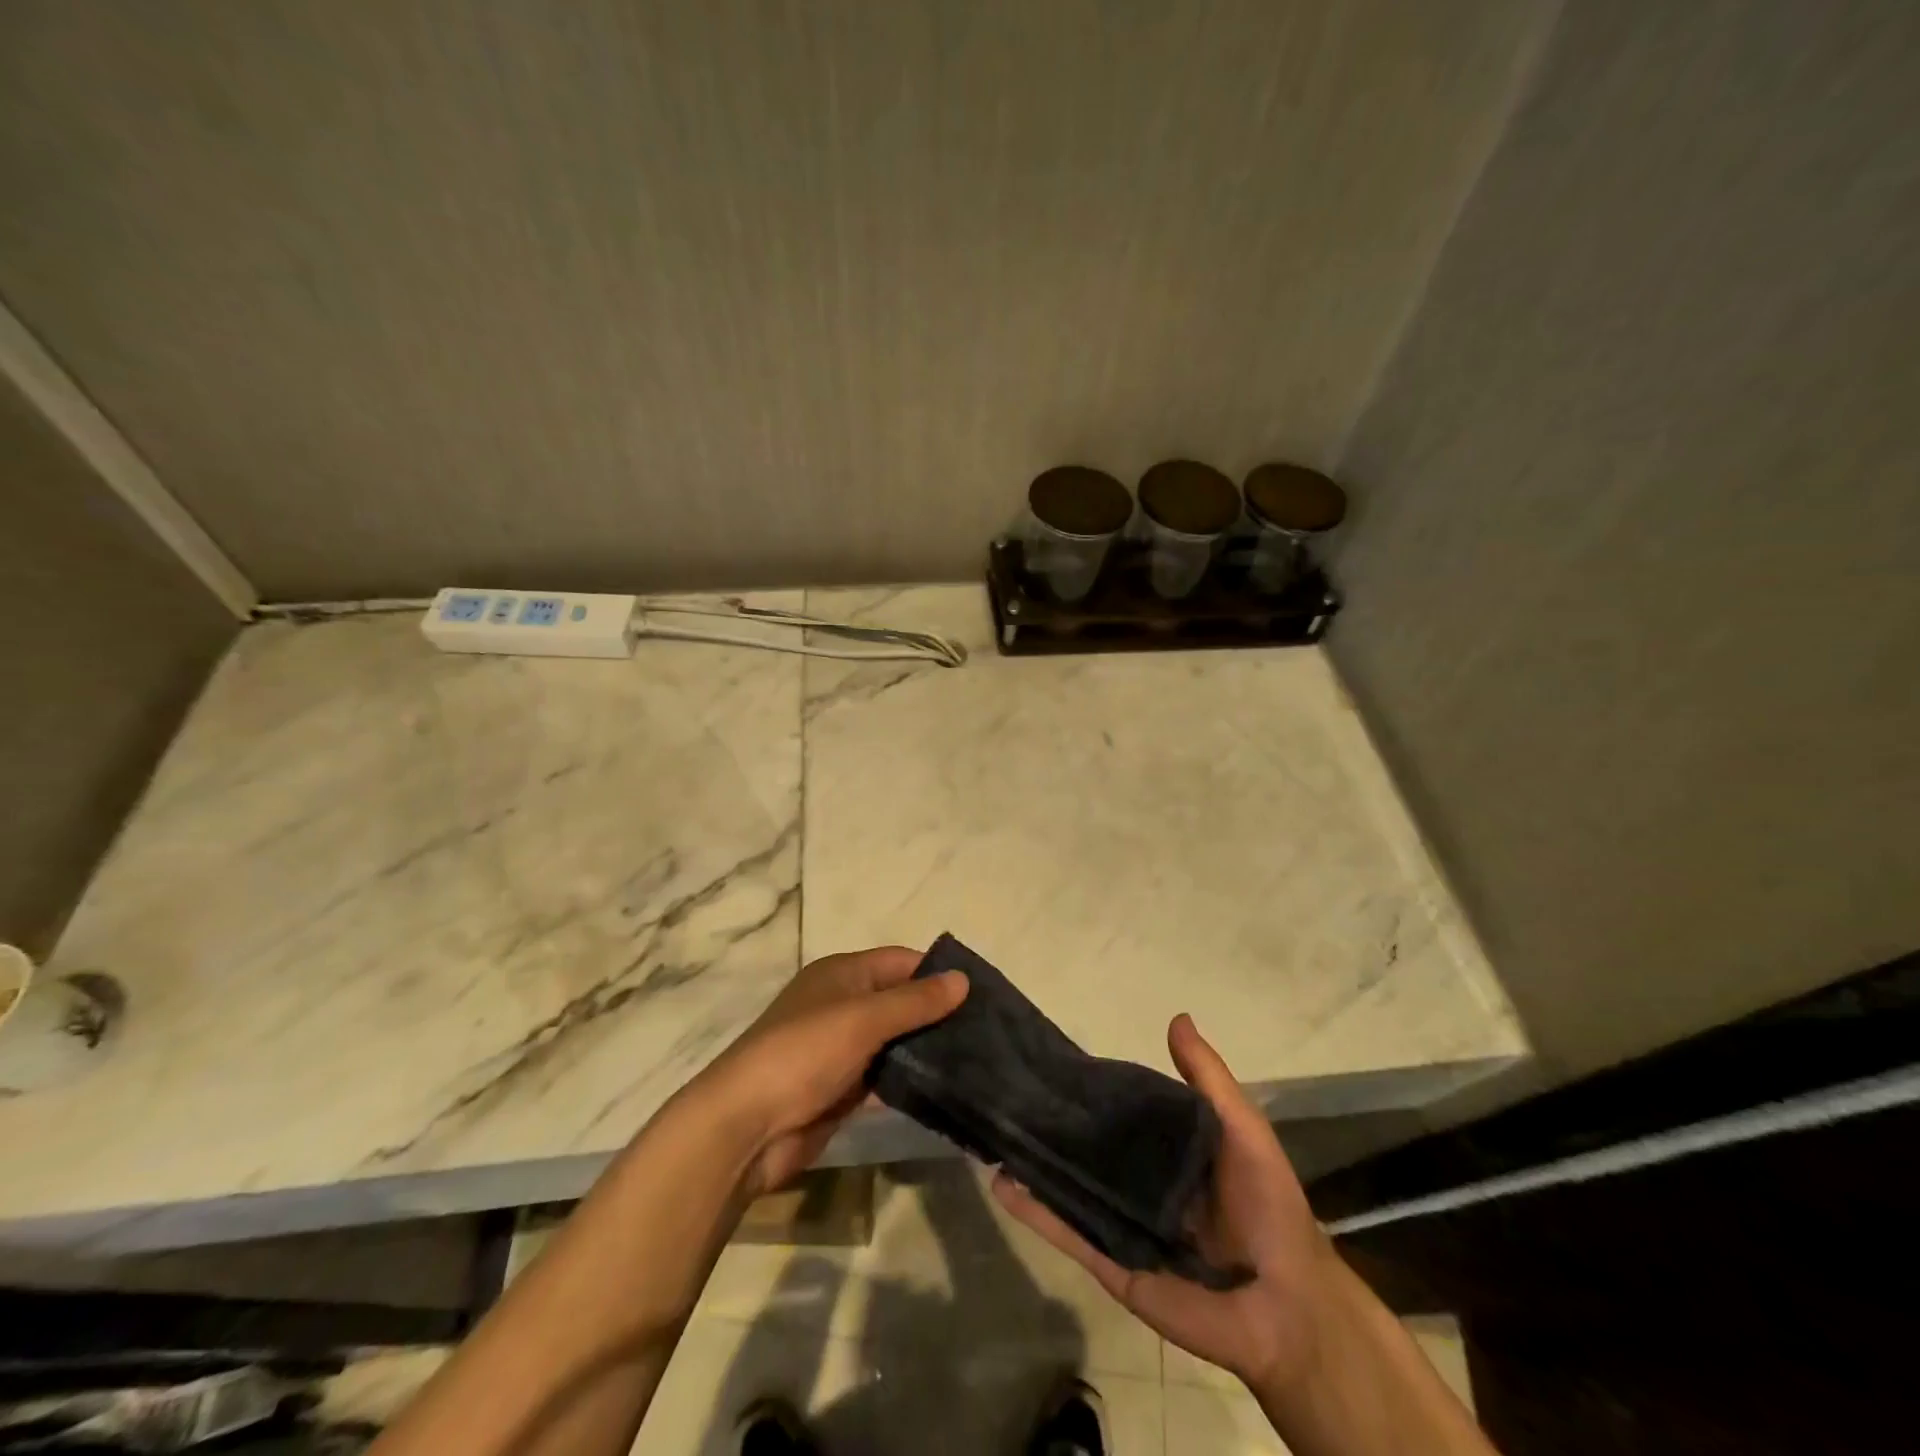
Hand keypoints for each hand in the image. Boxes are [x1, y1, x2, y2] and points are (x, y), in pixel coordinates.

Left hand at [695, 946, 967, 1196]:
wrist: (745, 1127)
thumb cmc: (803, 1053)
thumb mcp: (863, 1018)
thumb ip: (914, 1001)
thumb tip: (962, 979)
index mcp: (843, 974)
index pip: (901, 961)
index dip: (938, 973)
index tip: (983, 992)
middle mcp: (843, 1004)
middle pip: (901, 1000)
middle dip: (939, 1012)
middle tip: (990, 1031)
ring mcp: (842, 1048)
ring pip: (896, 1040)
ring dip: (928, 1048)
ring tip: (980, 1059)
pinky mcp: (842, 1088)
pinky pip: (886, 1075)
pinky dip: (911, 1079)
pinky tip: (947, 1088)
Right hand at [992, 1013, 1338, 1393]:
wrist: (1286, 1307)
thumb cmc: (1268, 1206)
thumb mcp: (1242, 1128)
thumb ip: (1208, 1078)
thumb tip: (1177, 1017)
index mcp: (1168, 1154)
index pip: (1121, 1114)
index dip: (1091, 1090)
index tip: (1053, 1062)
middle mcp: (1140, 1186)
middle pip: (1089, 1151)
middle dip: (1054, 1127)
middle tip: (1010, 1094)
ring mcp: (1122, 1226)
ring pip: (1069, 1188)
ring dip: (1034, 1165)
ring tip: (994, 1132)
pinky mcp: (1112, 1264)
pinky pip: (1069, 1234)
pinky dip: (1035, 1211)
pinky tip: (1002, 1184)